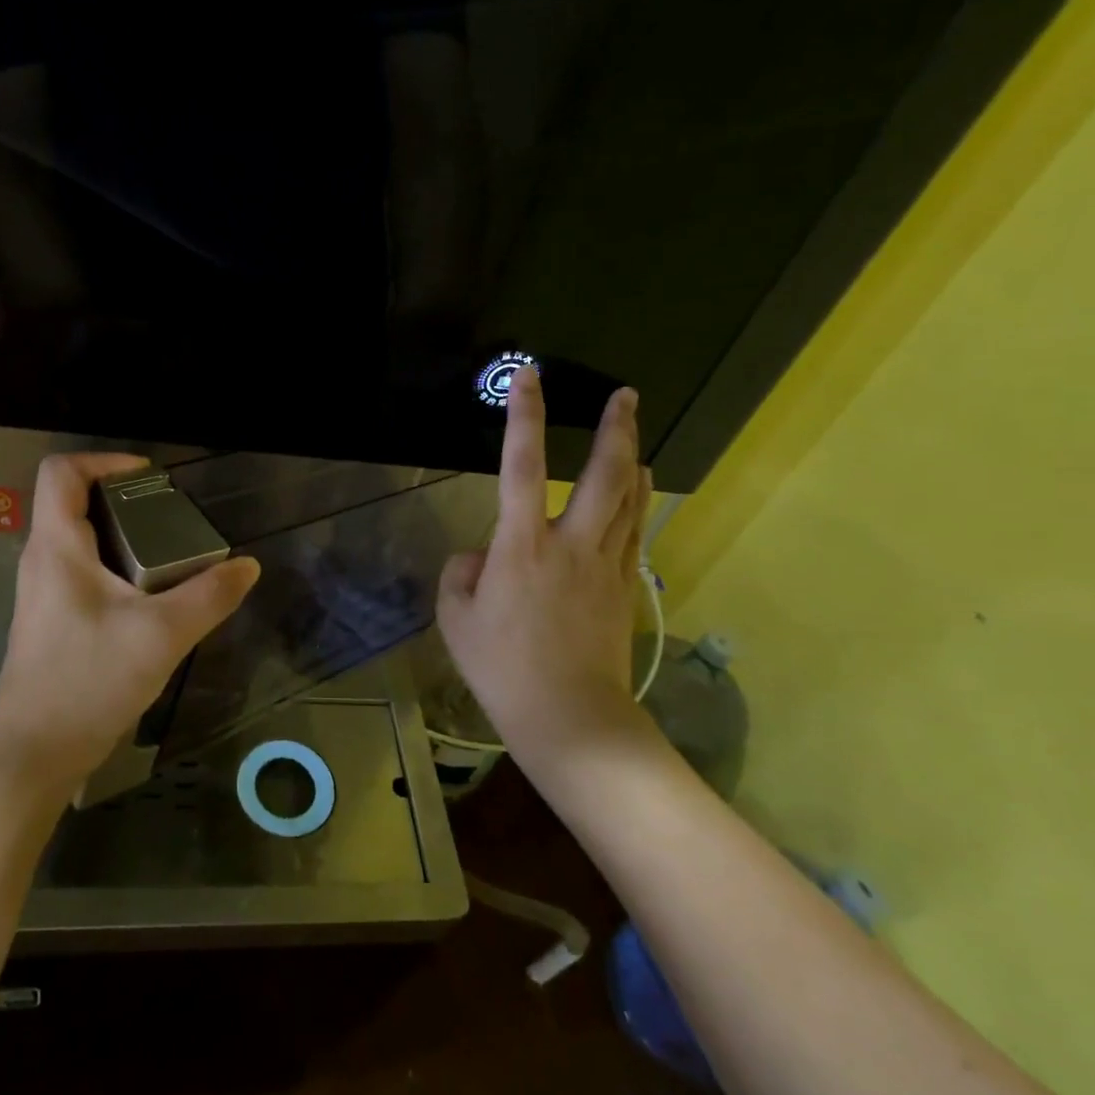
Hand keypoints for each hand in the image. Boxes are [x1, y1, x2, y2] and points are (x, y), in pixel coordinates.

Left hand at [0, 454, 260, 798]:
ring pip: (80, 540)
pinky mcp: (51, 620)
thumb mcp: (161, 635)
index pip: (60, 472)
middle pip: (73, 502)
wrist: (35, 754)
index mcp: (57, 548)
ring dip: (123, 535)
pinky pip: (82, 572)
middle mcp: (42, 561)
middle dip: (124, 499)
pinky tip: (150, 598)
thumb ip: (210, 596)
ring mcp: (43, 593)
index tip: (150, 476)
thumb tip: (247, 566)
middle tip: (172, 517)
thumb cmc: (89, 681)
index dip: (104, 460)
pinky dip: (116, 566)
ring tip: (169, 554)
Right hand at [436, 366, 657, 781]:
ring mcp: (606, 565)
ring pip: (630, 499)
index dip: (524, 417)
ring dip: (632, 459)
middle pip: (605, 474)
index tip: (528, 377)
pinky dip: (638, 502)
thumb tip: (480, 557)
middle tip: (625, 395)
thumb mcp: (456, 620)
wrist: (569, 717)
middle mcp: (571, 544)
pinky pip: (635, 531)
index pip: (522, 466)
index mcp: (521, 547)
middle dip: (615, 429)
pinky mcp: (624, 587)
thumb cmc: (502, 669)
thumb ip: (461, 575)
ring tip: (633, 434)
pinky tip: (639, 492)